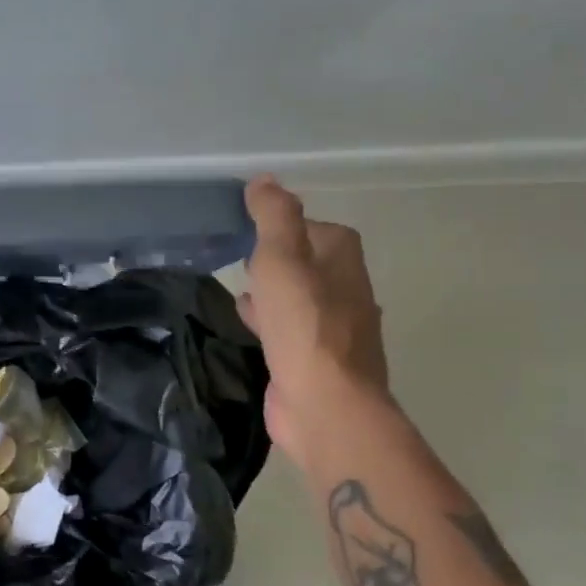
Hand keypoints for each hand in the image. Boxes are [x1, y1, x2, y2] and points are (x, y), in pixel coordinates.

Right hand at [239, 177, 391, 476]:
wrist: (324, 405)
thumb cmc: (304, 324)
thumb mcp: (282, 258)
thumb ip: (274, 216)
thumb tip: (265, 180)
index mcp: (343, 261)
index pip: (315, 228)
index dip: (285, 224)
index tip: (250, 226)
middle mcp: (346, 291)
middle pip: (309, 264)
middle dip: (279, 258)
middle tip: (241, 255)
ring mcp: (334, 331)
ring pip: (298, 299)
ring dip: (274, 292)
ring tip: (239, 287)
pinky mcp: (316, 362)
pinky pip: (289, 331)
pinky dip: (269, 322)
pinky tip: (248, 326)